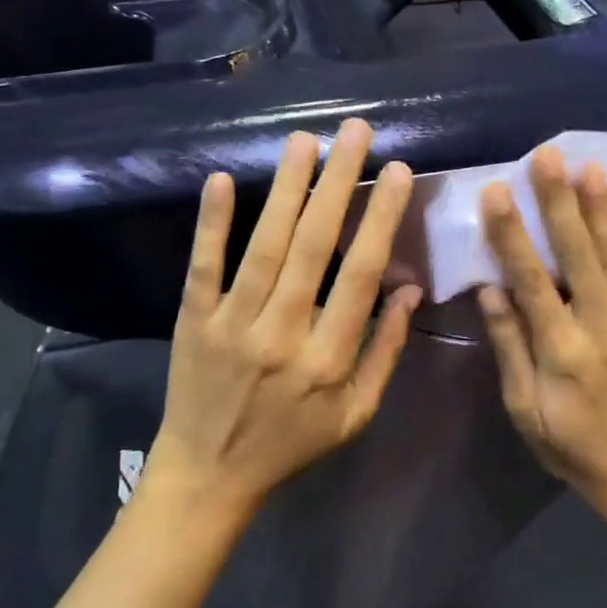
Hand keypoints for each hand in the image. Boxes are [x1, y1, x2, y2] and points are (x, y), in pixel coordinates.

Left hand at [146, 119, 423, 521]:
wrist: (209, 475)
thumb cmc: (291, 445)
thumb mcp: (356, 415)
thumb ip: (385, 352)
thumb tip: (412, 290)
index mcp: (328, 359)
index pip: (361, 275)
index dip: (382, 219)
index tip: (398, 172)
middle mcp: (282, 334)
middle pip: (315, 246)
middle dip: (338, 183)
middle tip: (355, 131)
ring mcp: (233, 324)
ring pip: (265, 246)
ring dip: (287, 189)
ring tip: (305, 140)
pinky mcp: (194, 320)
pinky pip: (204, 266)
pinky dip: (212, 223)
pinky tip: (223, 178)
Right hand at [476, 147, 606, 516]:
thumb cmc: (572, 444)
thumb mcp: (525, 408)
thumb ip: (509, 346)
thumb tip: (490, 289)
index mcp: (562, 348)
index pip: (531, 279)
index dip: (511, 233)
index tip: (496, 191)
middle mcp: (603, 323)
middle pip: (578, 253)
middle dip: (560, 201)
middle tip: (547, 156)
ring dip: (604, 207)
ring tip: (591, 166)